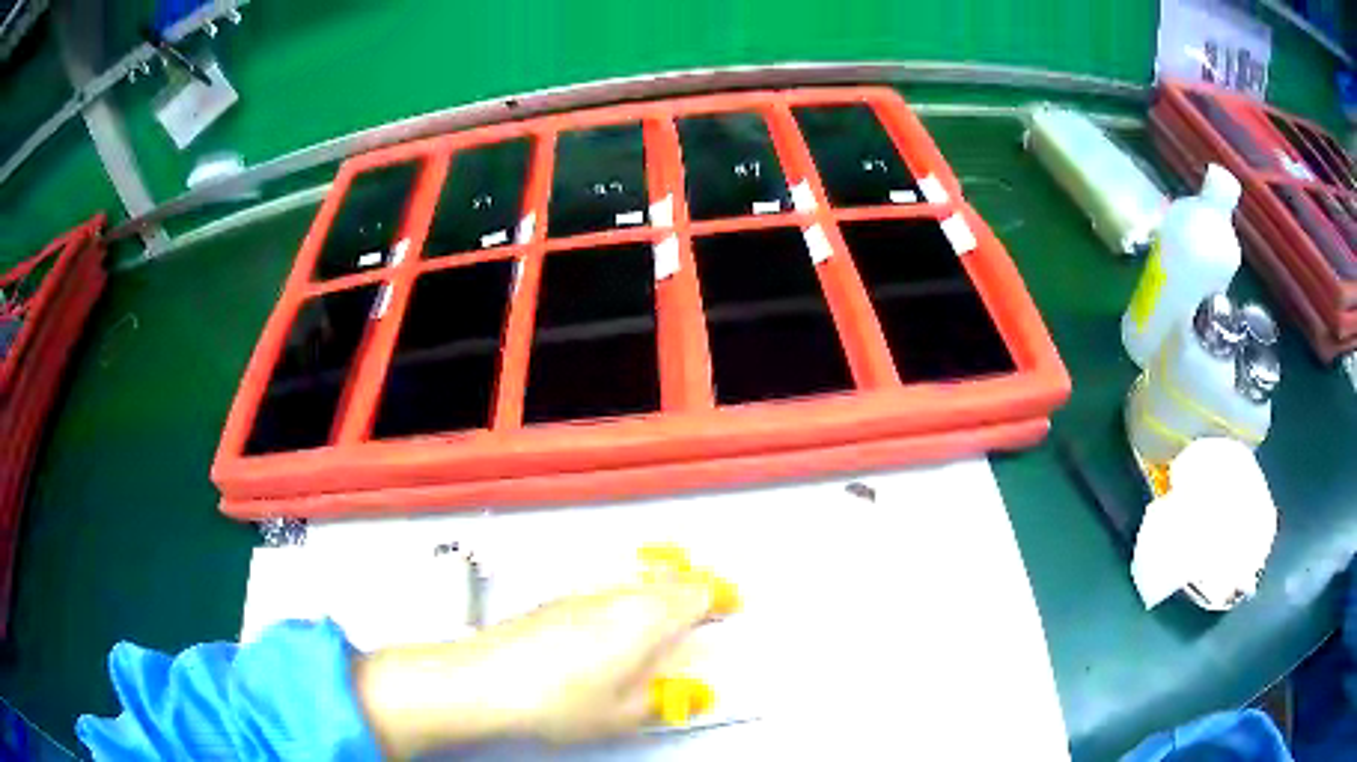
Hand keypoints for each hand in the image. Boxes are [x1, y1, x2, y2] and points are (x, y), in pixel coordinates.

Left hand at [354, 580, 713, 757]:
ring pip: (637, 581)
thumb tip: (690, 691)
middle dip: (694, 590)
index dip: (720, 598)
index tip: (735, 606)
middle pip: (668, 580)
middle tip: (709, 608)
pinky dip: (628, 599)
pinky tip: (616, 627)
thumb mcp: (623, 714)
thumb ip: (664, 698)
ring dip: (661, 592)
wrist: (483, 680)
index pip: (696, 594)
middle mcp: (618, 595)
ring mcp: (583, 593)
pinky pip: (608, 589)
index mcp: (645, 618)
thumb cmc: (560, 702)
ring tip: (668, 616)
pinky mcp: (556, 600)